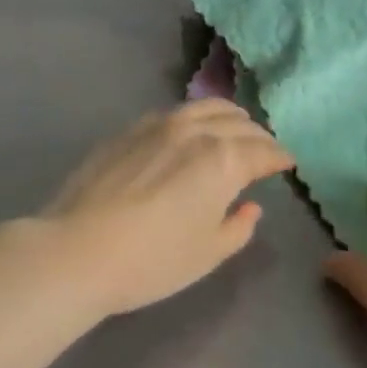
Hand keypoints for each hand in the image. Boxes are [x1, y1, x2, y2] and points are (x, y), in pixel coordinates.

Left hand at [42, 100, 292, 316]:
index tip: (288, 162)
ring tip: (235, 127)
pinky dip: (196, 116)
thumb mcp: (207, 254)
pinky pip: (176, 112)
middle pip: (238, 123)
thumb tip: (250, 206)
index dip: (279, 157)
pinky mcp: (131, 128)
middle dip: (258, 135)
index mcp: (223, 159)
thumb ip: (238, 227)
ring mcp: (160, 123)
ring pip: (206, 107)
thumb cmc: (152, 260)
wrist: (78, 249)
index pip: (262, 151)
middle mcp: (196, 130)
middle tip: (265, 149)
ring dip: (229, 116)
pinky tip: (191, 130)